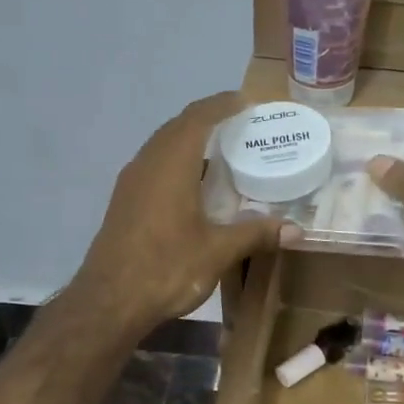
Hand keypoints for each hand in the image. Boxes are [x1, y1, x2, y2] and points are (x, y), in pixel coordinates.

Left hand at [72, 92, 288, 336]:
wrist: (109, 301)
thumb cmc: (166, 268)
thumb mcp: (218, 251)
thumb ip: (255, 233)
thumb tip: (294, 229)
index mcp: (171, 164)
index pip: (198, 118)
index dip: (222, 104)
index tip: (246, 101)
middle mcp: (147, 163)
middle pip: (177, 127)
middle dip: (207, 119)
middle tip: (239, 125)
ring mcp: (130, 182)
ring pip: (162, 147)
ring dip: (189, 142)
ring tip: (220, 153)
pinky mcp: (123, 202)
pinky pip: (153, 166)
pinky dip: (176, 163)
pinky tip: (192, 186)